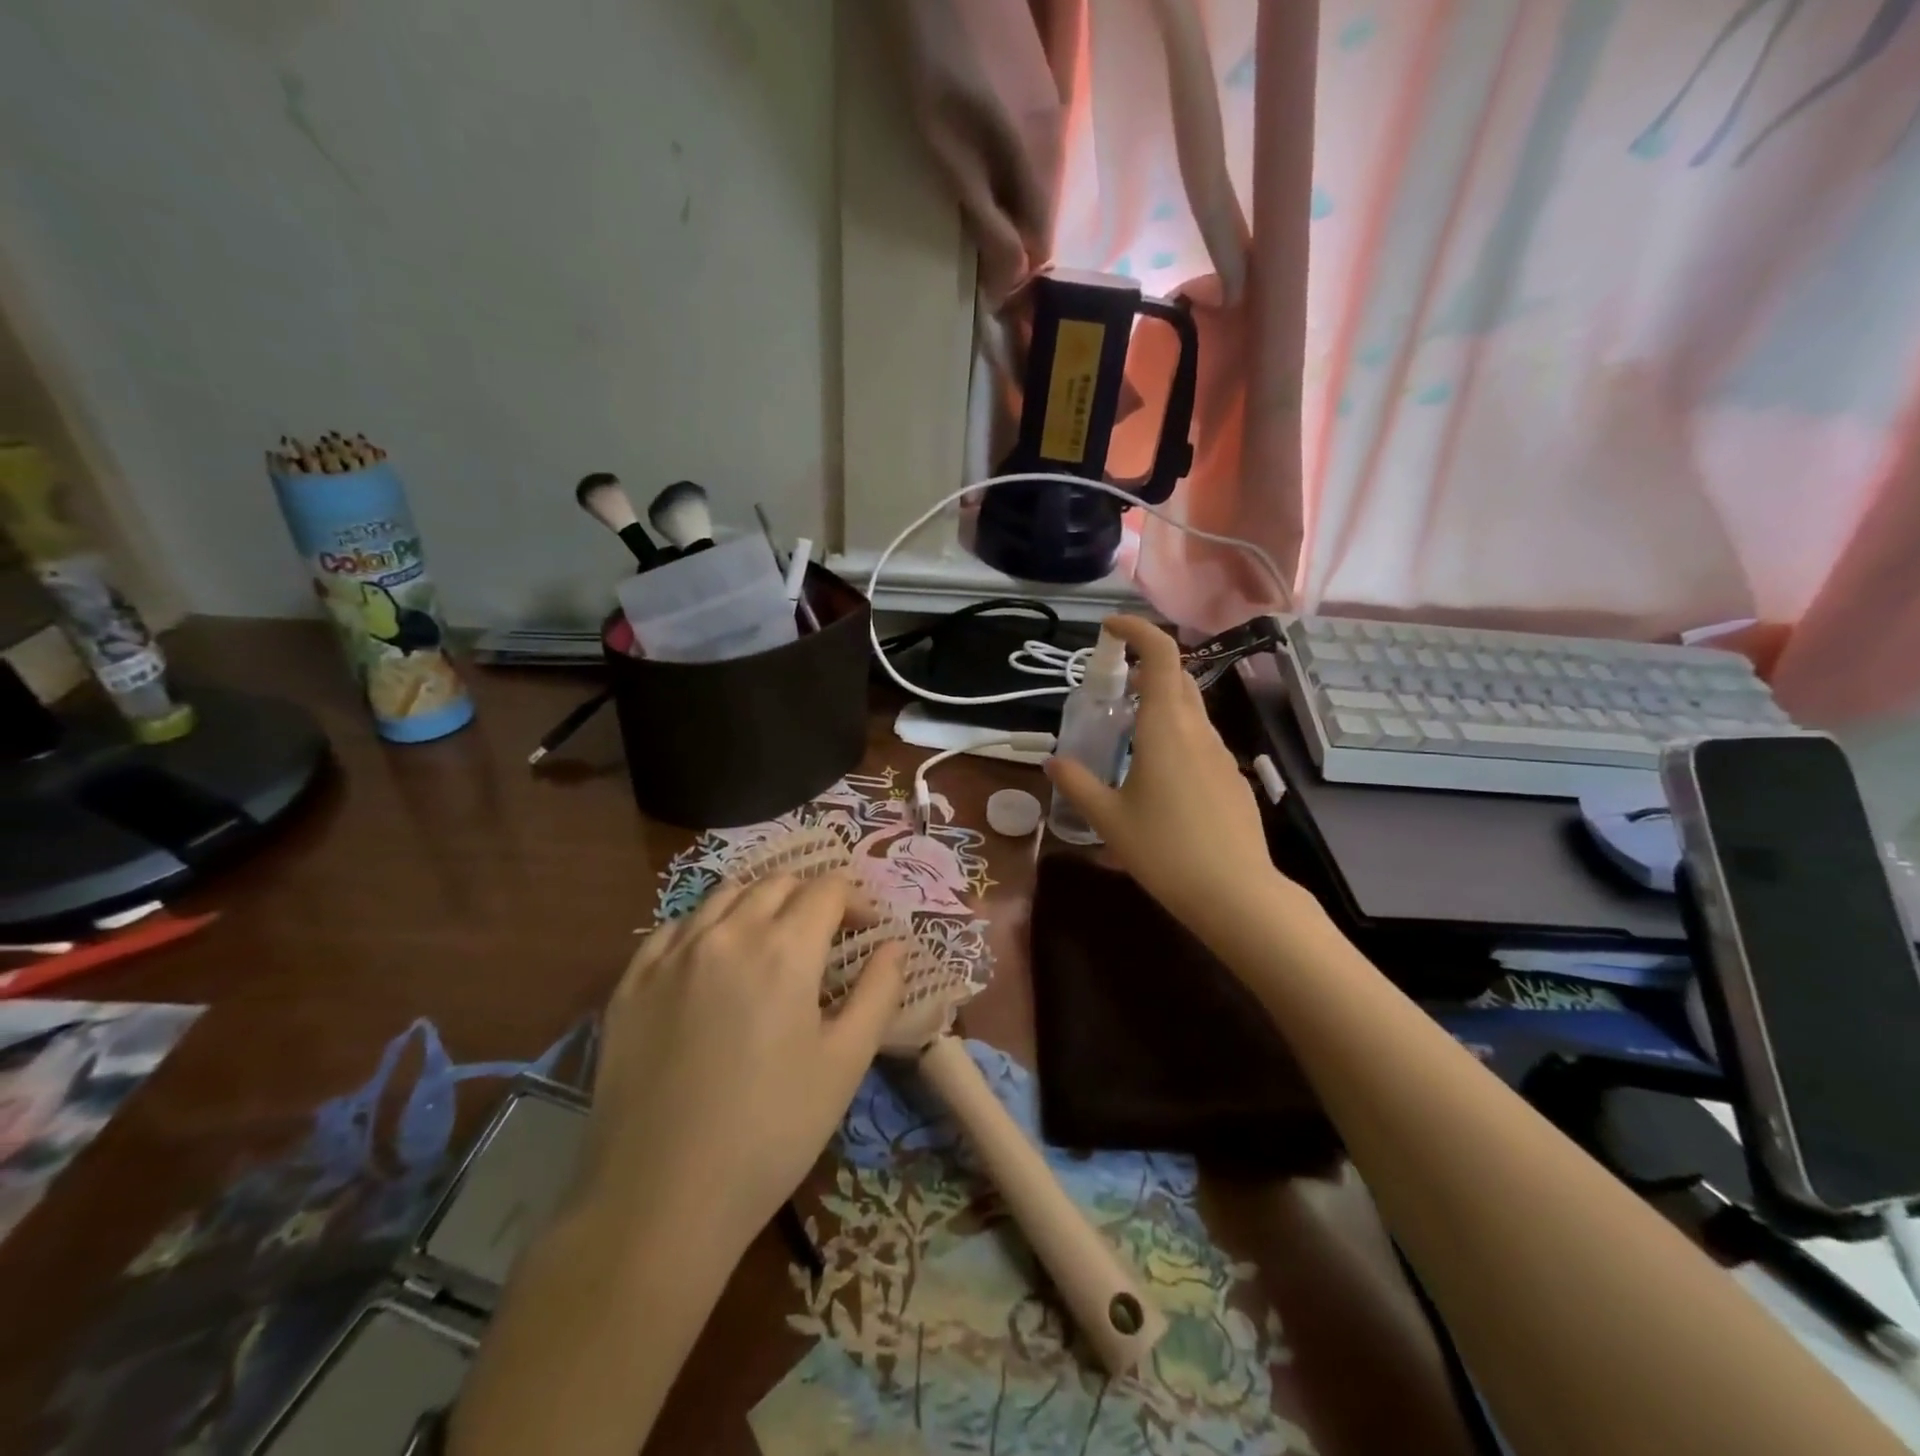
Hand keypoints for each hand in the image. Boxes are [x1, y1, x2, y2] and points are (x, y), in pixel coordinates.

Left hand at [578, 874, 904, 1254]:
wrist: (660, 1199)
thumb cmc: (772, 1130)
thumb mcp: (846, 1063)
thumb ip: (878, 992)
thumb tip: (895, 946)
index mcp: (784, 949)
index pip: (827, 890)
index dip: (855, 899)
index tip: (866, 930)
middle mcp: (726, 934)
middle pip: (776, 884)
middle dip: (810, 897)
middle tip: (825, 935)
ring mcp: (671, 955)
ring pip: (723, 896)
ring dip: (758, 903)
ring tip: (771, 940)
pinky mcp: (630, 983)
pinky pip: (673, 928)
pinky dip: (705, 926)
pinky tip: (710, 958)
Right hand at [1044, 615, 1276, 932]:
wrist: (1235, 893)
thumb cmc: (1164, 851)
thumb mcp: (1108, 819)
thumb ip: (1077, 783)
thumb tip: (1051, 761)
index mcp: (1166, 727)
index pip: (1161, 654)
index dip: (1137, 630)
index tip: (1110, 629)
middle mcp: (1198, 730)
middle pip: (1177, 678)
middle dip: (1145, 668)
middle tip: (1112, 688)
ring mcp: (1221, 753)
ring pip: (1191, 710)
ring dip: (1160, 704)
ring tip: (1128, 734)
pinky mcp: (1233, 776)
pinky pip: (1201, 740)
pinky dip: (1176, 735)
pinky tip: (1159, 776)